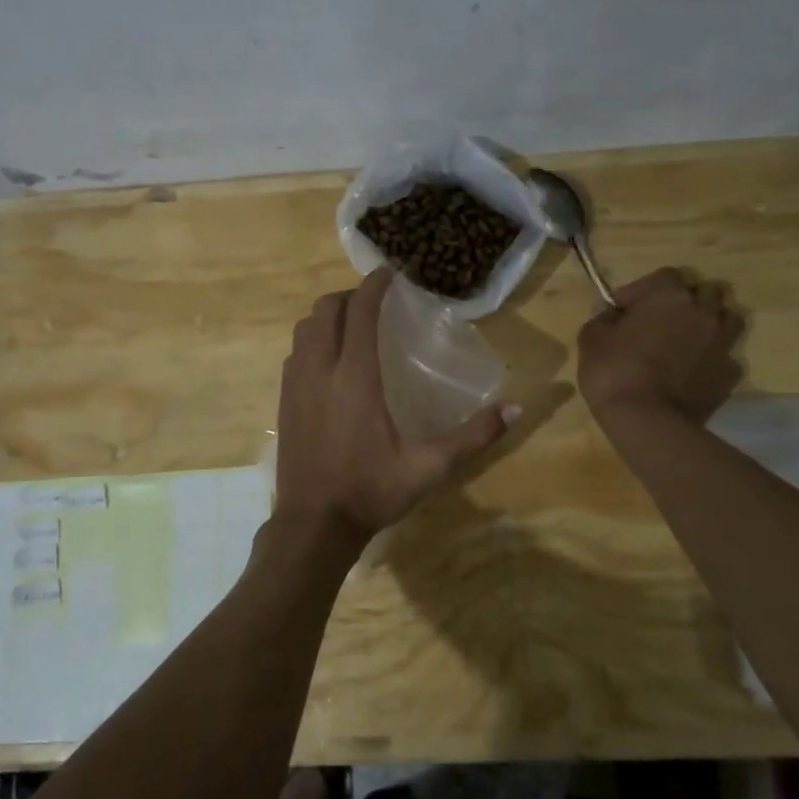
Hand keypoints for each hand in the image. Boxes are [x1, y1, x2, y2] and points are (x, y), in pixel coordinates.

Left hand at [275, 268, 519, 539]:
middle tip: (375, 301)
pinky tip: (329, 360)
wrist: (314, 524)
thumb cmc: (372, 491)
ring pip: (304, 329)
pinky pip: (294, 353)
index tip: (390, 274)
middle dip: (349, 296)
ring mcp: (295, 385)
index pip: (359, 312)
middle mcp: (319, 370)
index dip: (374, 286)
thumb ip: (474, 436)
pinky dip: (312, 341)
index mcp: (354, 377)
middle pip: (325, 310)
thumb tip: (516, 408)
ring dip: (327, 316)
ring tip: (352, 325)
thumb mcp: (430, 467)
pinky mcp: (283, 401)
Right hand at [577, 268, 743, 425]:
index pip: (664, 275)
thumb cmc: (614, 372)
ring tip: (686, 341)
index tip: (623, 311)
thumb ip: (602, 318)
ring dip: (708, 324)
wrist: (648, 422)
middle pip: (704, 292)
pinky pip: (725, 356)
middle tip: (661, 322)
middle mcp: (703, 312)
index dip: (642, 291)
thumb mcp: (591, 340)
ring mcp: (722, 343)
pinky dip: (712, 359)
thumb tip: (609, 312)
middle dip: (685, 302)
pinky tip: (694, 372)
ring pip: (726, 319)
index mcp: (669, 296)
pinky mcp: (730, 374)